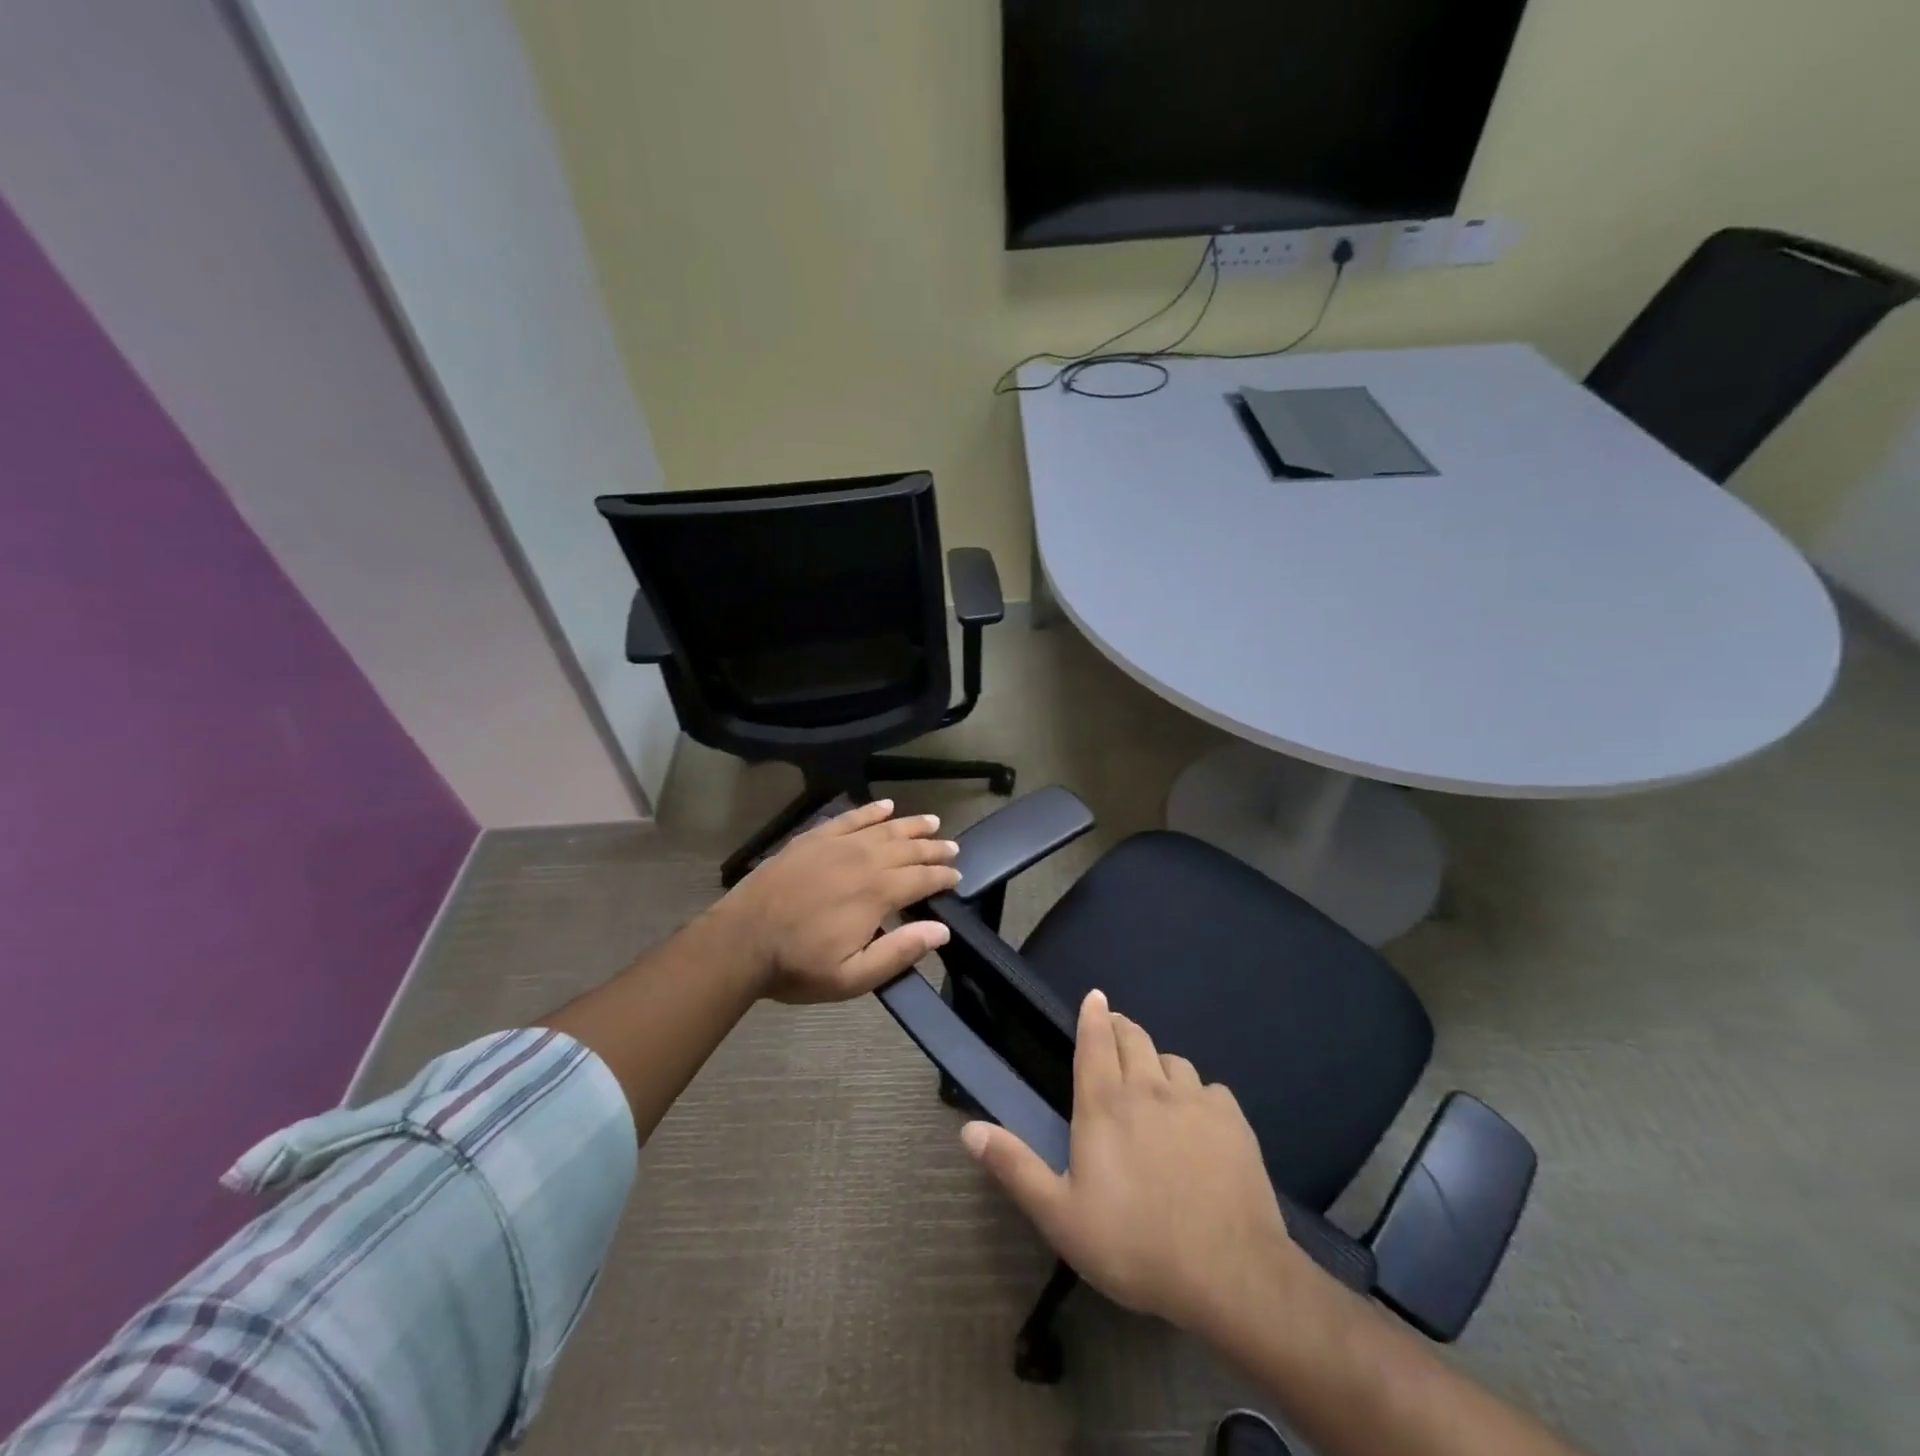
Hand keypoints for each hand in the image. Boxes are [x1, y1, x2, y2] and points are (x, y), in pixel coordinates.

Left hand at [722, 799, 960, 1003]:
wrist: (741, 941)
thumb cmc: (798, 965)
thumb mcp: (852, 978)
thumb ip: (899, 952)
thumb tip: (941, 930)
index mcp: (877, 893)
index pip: (921, 879)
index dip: (943, 876)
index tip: (957, 876)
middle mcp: (863, 860)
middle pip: (908, 849)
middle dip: (933, 848)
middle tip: (952, 847)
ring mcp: (836, 845)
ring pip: (884, 828)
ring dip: (911, 825)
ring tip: (931, 821)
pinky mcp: (813, 838)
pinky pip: (849, 817)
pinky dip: (870, 810)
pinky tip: (885, 805)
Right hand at [961, 989, 1301, 1332]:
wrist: (1228, 1272)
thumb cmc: (1134, 1244)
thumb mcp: (1060, 1215)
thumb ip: (1015, 1167)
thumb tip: (968, 1129)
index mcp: (1104, 1104)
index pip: (1094, 1040)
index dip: (1093, 1015)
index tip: (1095, 996)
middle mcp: (1147, 1088)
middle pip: (1133, 1038)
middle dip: (1121, 1028)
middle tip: (1115, 1031)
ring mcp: (1193, 1100)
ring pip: (1172, 1059)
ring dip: (1157, 1061)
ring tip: (1154, 1080)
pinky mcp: (1232, 1119)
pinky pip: (1210, 1089)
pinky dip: (1198, 1094)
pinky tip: (1199, 1119)